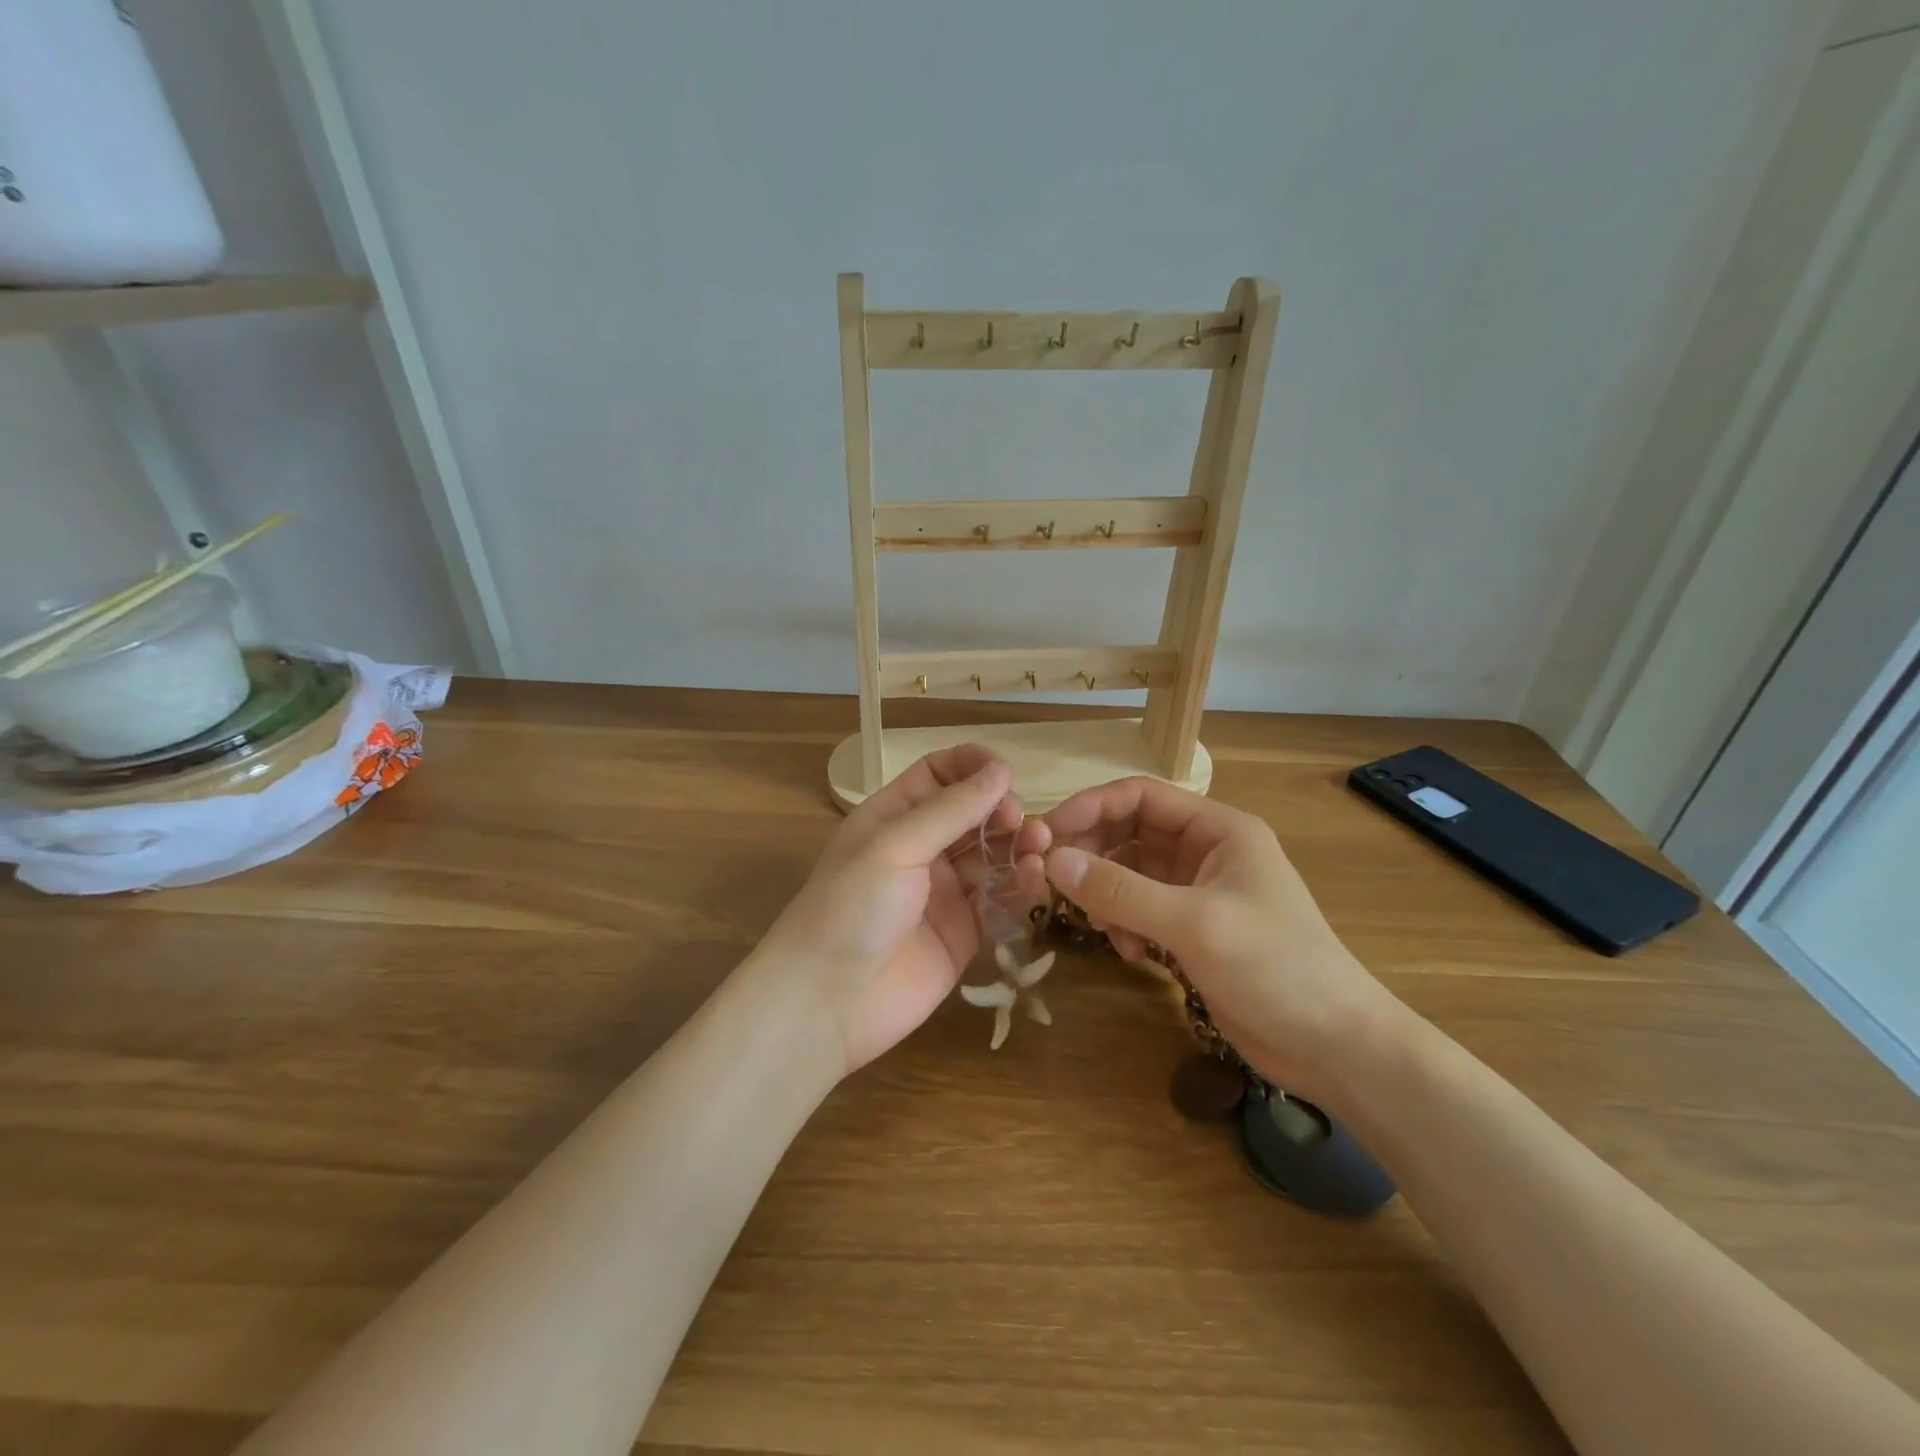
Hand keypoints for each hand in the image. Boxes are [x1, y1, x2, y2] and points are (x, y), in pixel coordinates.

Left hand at [756, 745, 1045, 1074]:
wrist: (829, 1002)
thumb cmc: (851, 907)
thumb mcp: (896, 846)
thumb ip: (951, 809)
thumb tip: (1001, 769)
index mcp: (894, 817)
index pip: (938, 774)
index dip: (971, 766)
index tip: (1005, 772)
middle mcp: (921, 849)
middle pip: (972, 814)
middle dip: (1001, 809)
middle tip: (1019, 820)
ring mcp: (944, 892)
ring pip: (992, 855)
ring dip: (1017, 845)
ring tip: (1038, 846)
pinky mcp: (965, 932)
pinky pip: (999, 900)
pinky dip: (1019, 886)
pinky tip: (1032, 879)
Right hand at [1042, 777, 1401, 1104]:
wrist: (1335, 1048)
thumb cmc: (1276, 969)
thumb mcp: (1195, 924)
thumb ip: (1121, 891)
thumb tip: (1052, 861)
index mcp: (1218, 829)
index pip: (1141, 796)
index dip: (1091, 807)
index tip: (1048, 834)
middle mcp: (1205, 852)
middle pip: (1130, 832)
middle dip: (1092, 852)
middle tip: (1052, 878)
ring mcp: (1198, 892)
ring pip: (1130, 873)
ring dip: (1106, 893)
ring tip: (1096, 923)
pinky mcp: (1191, 931)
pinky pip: (1139, 909)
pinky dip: (1123, 924)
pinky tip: (1128, 953)